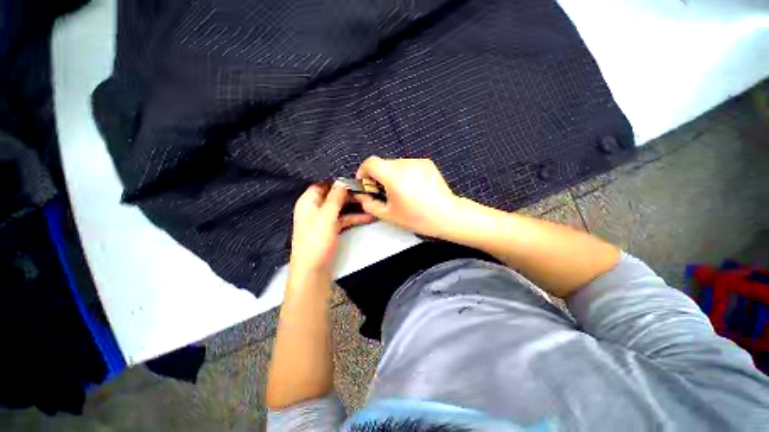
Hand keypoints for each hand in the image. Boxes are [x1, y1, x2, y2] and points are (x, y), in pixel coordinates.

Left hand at [290, 182, 374, 277]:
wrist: (313, 270)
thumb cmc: (316, 241)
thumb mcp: (326, 216)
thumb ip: (335, 197)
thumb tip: (342, 180)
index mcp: (308, 202)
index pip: (323, 185)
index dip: (338, 182)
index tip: (355, 181)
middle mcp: (315, 208)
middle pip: (333, 196)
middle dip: (349, 194)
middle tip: (367, 192)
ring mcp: (323, 220)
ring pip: (340, 208)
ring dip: (354, 206)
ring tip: (370, 203)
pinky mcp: (330, 230)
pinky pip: (343, 219)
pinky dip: (354, 218)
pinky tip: (368, 217)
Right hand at [354, 156, 460, 237]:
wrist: (447, 215)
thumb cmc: (417, 218)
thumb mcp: (389, 215)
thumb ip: (370, 205)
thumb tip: (363, 196)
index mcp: (394, 176)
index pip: (371, 162)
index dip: (363, 171)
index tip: (366, 183)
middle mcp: (405, 164)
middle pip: (383, 164)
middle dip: (378, 176)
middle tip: (383, 192)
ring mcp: (418, 161)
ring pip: (396, 164)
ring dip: (392, 175)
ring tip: (400, 191)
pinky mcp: (427, 163)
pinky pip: (408, 165)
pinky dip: (404, 174)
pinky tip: (413, 188)